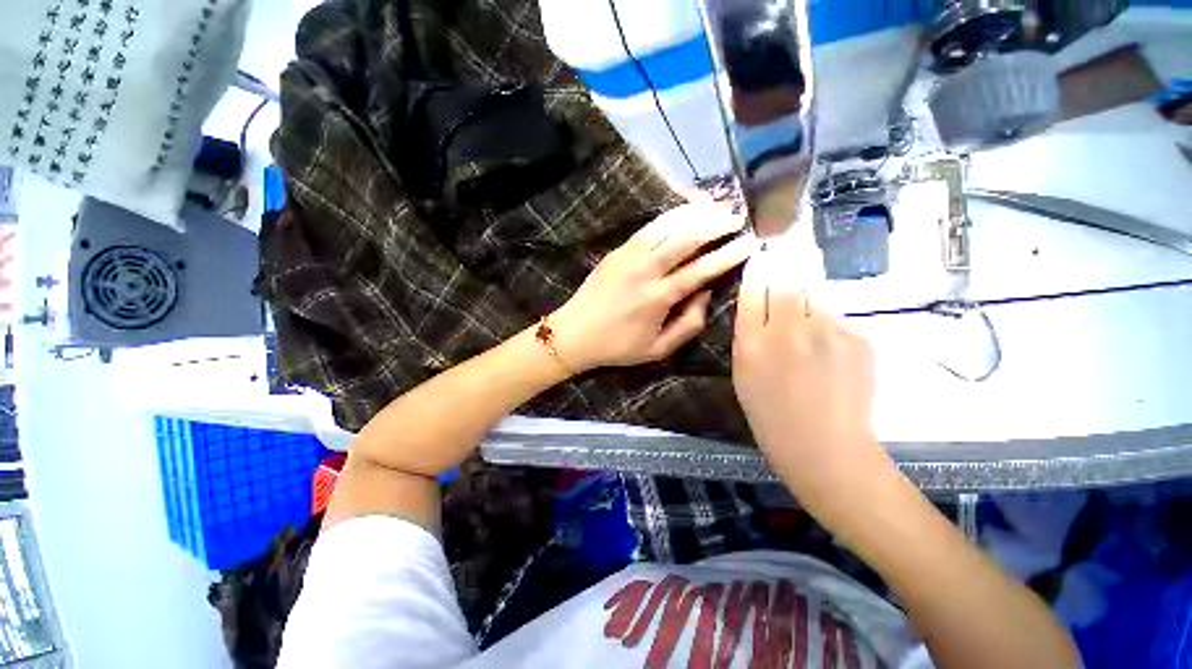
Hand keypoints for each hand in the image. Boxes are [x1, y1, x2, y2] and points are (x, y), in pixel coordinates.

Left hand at [552, 203, 752, 371]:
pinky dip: (670, 216)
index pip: (701, 270)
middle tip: (737, 217)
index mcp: (657, 297)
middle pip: (685, 239)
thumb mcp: (657, 349)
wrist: (574, 333)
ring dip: (694, 213)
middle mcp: (645, 271)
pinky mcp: (617, 250)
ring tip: (716, 205)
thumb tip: (706, 294)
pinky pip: (648, 227)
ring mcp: (628, 256)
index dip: (728, 255)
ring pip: (667, 226)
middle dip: (715, 224)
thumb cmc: (617, 346)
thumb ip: (688, 324)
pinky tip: (684, 211)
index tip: (750, 242)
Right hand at [732, 249, 881, 487]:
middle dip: (786, 261)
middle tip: (788, 247)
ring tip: (808, 297)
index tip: (762, 255)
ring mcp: (829, 332)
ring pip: (817, 291)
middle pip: (788, 278)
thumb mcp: (743, 374)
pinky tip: (828, 341)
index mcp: (753, 342)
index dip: (759, 269)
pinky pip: (838, 315)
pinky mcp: (860, 339)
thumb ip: (748, 334)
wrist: (825, 448)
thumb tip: (759, 303)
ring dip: (810, 288)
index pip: (754, 288)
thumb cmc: (771, 415)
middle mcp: (789, 329)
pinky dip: (830, 318)